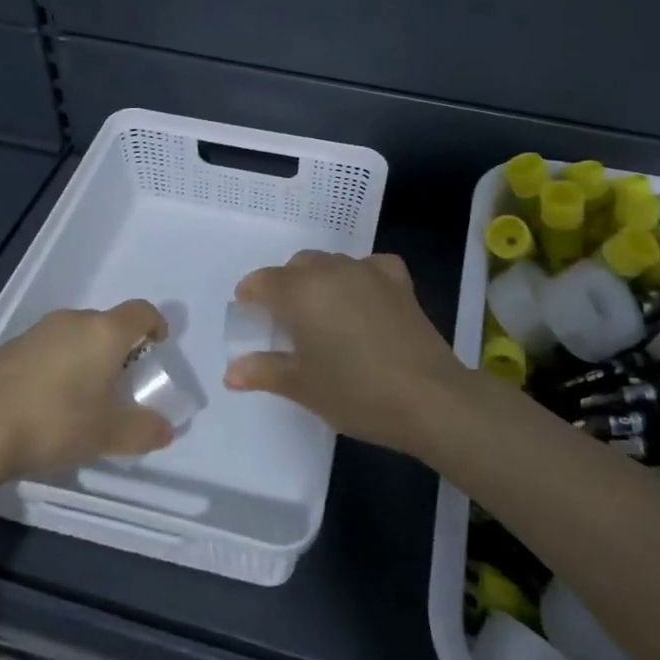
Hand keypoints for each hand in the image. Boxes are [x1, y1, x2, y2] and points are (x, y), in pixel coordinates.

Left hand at [0, 301, 174, 476]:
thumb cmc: (55, 423)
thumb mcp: (107, 435)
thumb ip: (143, 431)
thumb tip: (166, 430)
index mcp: (104, 332)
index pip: (141, 311)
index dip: (155, 325)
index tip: (157, 348)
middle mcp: (73, 321)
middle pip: (107, 323)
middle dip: (118, 348)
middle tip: (119, 383)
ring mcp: (37, 332)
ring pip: (74, 335)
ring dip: (85, 356)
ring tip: (81, 396)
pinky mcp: (8, 348)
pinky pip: (46, 348)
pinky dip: (56, 365)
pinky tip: (45, 401)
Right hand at [225, 251, 478, 457]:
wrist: (428, 397)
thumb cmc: (355, 393)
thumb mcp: (302, 387)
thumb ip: (264, 371)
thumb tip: (231, 372)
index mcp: (301, 292)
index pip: (263, 282)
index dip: (250, 295)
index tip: (248, 312)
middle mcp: (332, 271)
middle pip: (297, 266)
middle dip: (284, 285)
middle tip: (284, 320)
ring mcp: (368, 271)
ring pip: (331, 263)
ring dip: (319, 280)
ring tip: (322, 313)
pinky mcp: (398, 280)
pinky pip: (368, 266)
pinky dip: (358, 277)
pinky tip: (362, 298)